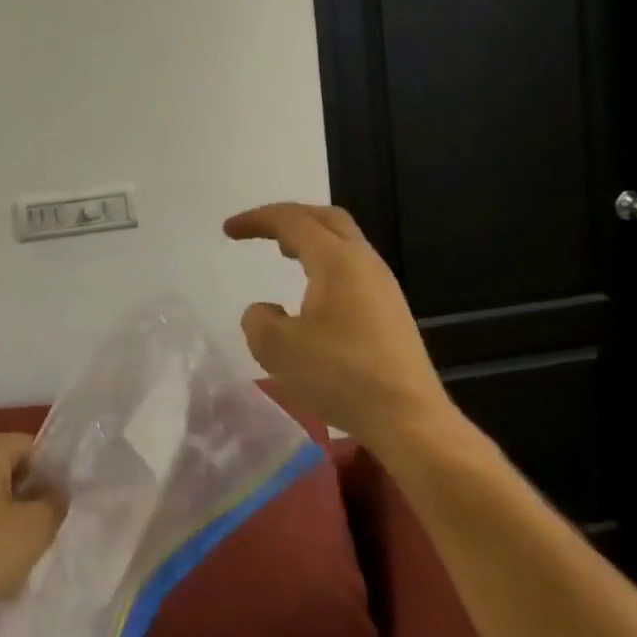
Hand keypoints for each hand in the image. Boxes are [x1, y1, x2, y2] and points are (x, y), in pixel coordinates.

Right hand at [224, 202, 453, 452]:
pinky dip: (324, 263)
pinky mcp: (390, 311)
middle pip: (327, 219)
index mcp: (336, 261)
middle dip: (289, 217)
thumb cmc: (340, 375)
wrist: (407, 418)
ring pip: (344, 243)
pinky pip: (352, 268)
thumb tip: (266, 310)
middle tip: (260, 229)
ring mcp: (383, 287)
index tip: (228, 230)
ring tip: (283, 252)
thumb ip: (258, 320)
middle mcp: (364, 263)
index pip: (292, 221)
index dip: (257, 220)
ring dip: (310, 240)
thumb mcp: (277, 348)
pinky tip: (312, 291)